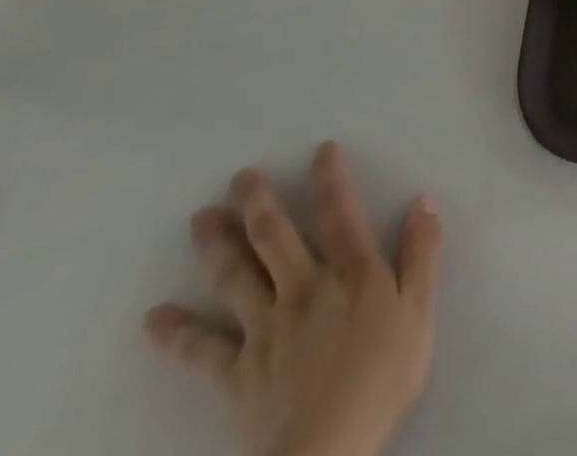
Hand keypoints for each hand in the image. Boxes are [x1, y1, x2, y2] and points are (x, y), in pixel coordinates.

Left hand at [144, 142, 442, 455]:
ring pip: (236, 278)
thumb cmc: (383, 376)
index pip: (340, 212)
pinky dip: (176, 333)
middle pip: (275, 237)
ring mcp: (265, 328)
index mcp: (351, 271)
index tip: (321, 150)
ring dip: (217, 246)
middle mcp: (304, 287)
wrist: (327, 450)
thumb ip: (422, 253)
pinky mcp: (237, 372)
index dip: (331, 178)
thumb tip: (423, 200)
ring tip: (201, 219)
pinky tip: (153, 319)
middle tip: (240, 176)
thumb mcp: (420, 310)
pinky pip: (201, 349)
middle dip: (258, 203)